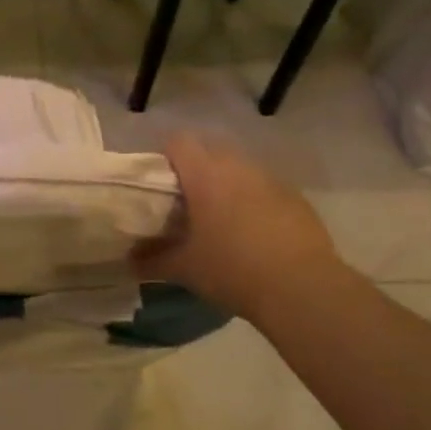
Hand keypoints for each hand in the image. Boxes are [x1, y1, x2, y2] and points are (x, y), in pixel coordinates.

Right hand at [134, 133, 348, 322]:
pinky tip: (254, 234)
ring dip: (227, 184)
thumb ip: (152, 260)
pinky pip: (265, 188)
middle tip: (186, 203)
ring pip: (239, 169)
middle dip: (196, 170)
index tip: (159, 184)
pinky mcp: (295, 197)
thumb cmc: (232, 269)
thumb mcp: (184, 268)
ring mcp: (270, 179)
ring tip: (221, 220)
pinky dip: (254, 201)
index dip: (165, 156)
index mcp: (205, 174)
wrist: (302, 288)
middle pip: (209, 150)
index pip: (178, 141)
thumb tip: (128, 260)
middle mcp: (237, 166)